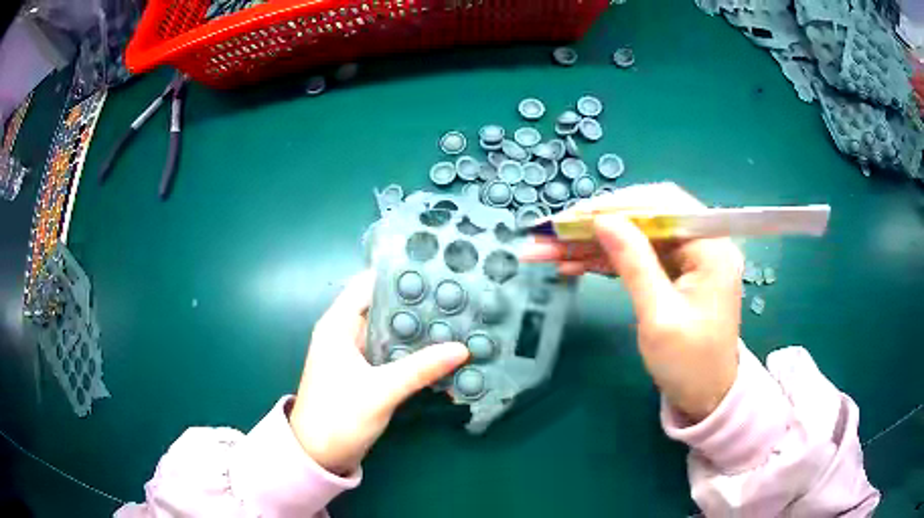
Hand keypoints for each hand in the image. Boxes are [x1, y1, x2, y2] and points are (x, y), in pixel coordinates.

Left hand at [289, 271, 468, 474]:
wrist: (319, 455)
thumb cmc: (339, 417)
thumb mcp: (380, 391)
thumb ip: (420, 368)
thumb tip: (461, 348)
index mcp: (338, 325)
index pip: (368, 285)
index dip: (399, 275)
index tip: (435, 269)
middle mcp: (346, 333)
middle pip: (384, 307)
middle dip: (417, 303)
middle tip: (456, 296)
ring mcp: (356, 354)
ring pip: (391, 331)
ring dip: (418, 329)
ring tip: (457, 319)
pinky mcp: (366, 372)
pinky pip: (393, 353)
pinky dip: (414, 351)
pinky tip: (441, 352)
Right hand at [522, 183, 742, 422]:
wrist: (705, 397)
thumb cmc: (689, 364)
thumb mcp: (659, 316)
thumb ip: (634, 263)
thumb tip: (603, 219)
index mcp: (711, 247)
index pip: (664, 204)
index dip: (618, 204)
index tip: (577, 216)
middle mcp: (701, 243)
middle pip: (644, 217)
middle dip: (597, 224)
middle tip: (553, 232)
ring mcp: (687, 258)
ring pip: (634, 236)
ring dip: (592, 242)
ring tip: (548, 249)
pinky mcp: (673, 273)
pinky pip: (636, 256)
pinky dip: (604, 259)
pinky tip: (571, 263)